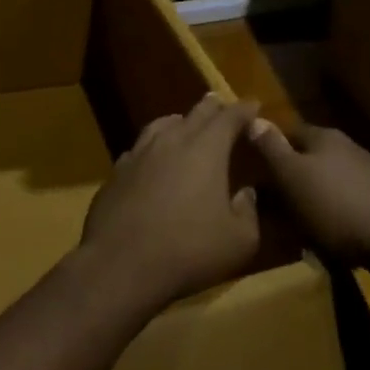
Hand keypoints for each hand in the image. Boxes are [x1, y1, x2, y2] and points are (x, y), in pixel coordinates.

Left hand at [79, 93, 263, 309]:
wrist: (120, 265)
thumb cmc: (188, 250)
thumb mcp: (239, 241)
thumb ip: (247, 212)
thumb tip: (246, 193)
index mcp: (206, 149)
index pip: (229, 117)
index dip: (244, 110)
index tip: (254, 104)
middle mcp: (171, 141)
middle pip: (195, 113)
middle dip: (212, 108)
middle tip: (222, 105)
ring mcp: (138, 154)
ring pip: (161, 125)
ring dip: (178, 122)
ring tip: (185, 124)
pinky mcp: (116, 173)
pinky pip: (138, 149)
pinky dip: (152, 147)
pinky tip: (151, 159)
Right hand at [248, 121, 369, 266]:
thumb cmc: (333, 205)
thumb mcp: (291, 176)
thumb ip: (271, 148)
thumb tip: (254, 118)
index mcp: (323, 136)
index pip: (288, 132)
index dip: (270, 150)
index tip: (256, 171)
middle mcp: (347, 146)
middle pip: (309, 155)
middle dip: (291, 174)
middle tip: (273, 200)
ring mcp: (368, 171)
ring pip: (328, 177)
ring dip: (313, 193)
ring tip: (298, 219)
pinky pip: (346, 197)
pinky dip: (333, 208)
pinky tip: (328, 228)